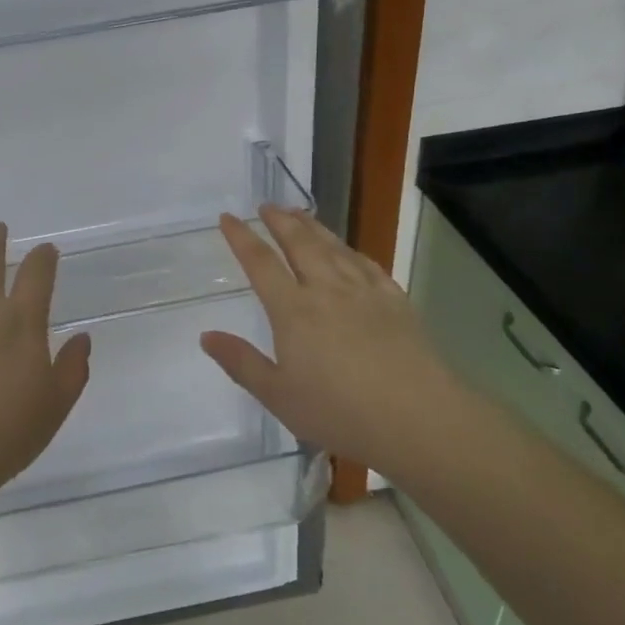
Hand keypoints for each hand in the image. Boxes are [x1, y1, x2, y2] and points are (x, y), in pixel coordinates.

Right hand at [199, 206, 474, 477]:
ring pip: (333, 247)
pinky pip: (366, 263)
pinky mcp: (394, 301)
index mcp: (293, 310)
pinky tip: (347, 251)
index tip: (227, 218)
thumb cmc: (339, 412)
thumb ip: (241, 362)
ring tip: (299, 214)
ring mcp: (364, 292)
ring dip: (312, 227)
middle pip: (299, 243)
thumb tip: (206, 336)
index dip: (241, 238)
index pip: (260, 263)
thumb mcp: (278, 395)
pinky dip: (349, 250)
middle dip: (280, 221)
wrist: (417, 418)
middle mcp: (326, 289)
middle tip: (266, 206)